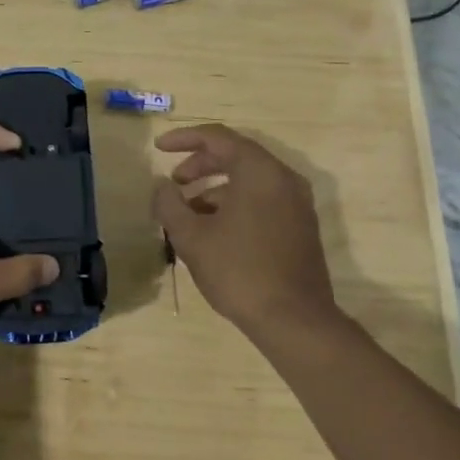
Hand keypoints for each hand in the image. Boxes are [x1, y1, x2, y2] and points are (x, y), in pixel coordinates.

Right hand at [153, 124, 340, 341]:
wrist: (295, 321)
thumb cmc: (239, 270)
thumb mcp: (191, 236)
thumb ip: (170, 204)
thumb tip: (162, 187)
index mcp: (259, 171)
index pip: (218, 137)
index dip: (184, 139)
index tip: (159, 148)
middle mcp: (283, 178)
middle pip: (236, 156)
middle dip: (200, 164)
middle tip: (174, 181)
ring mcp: (297, 203)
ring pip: (250, 180)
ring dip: (216, 188)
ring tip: (188, 212)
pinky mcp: (301, 226)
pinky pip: (263, 199)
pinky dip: (236, 203)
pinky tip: (214, 230)